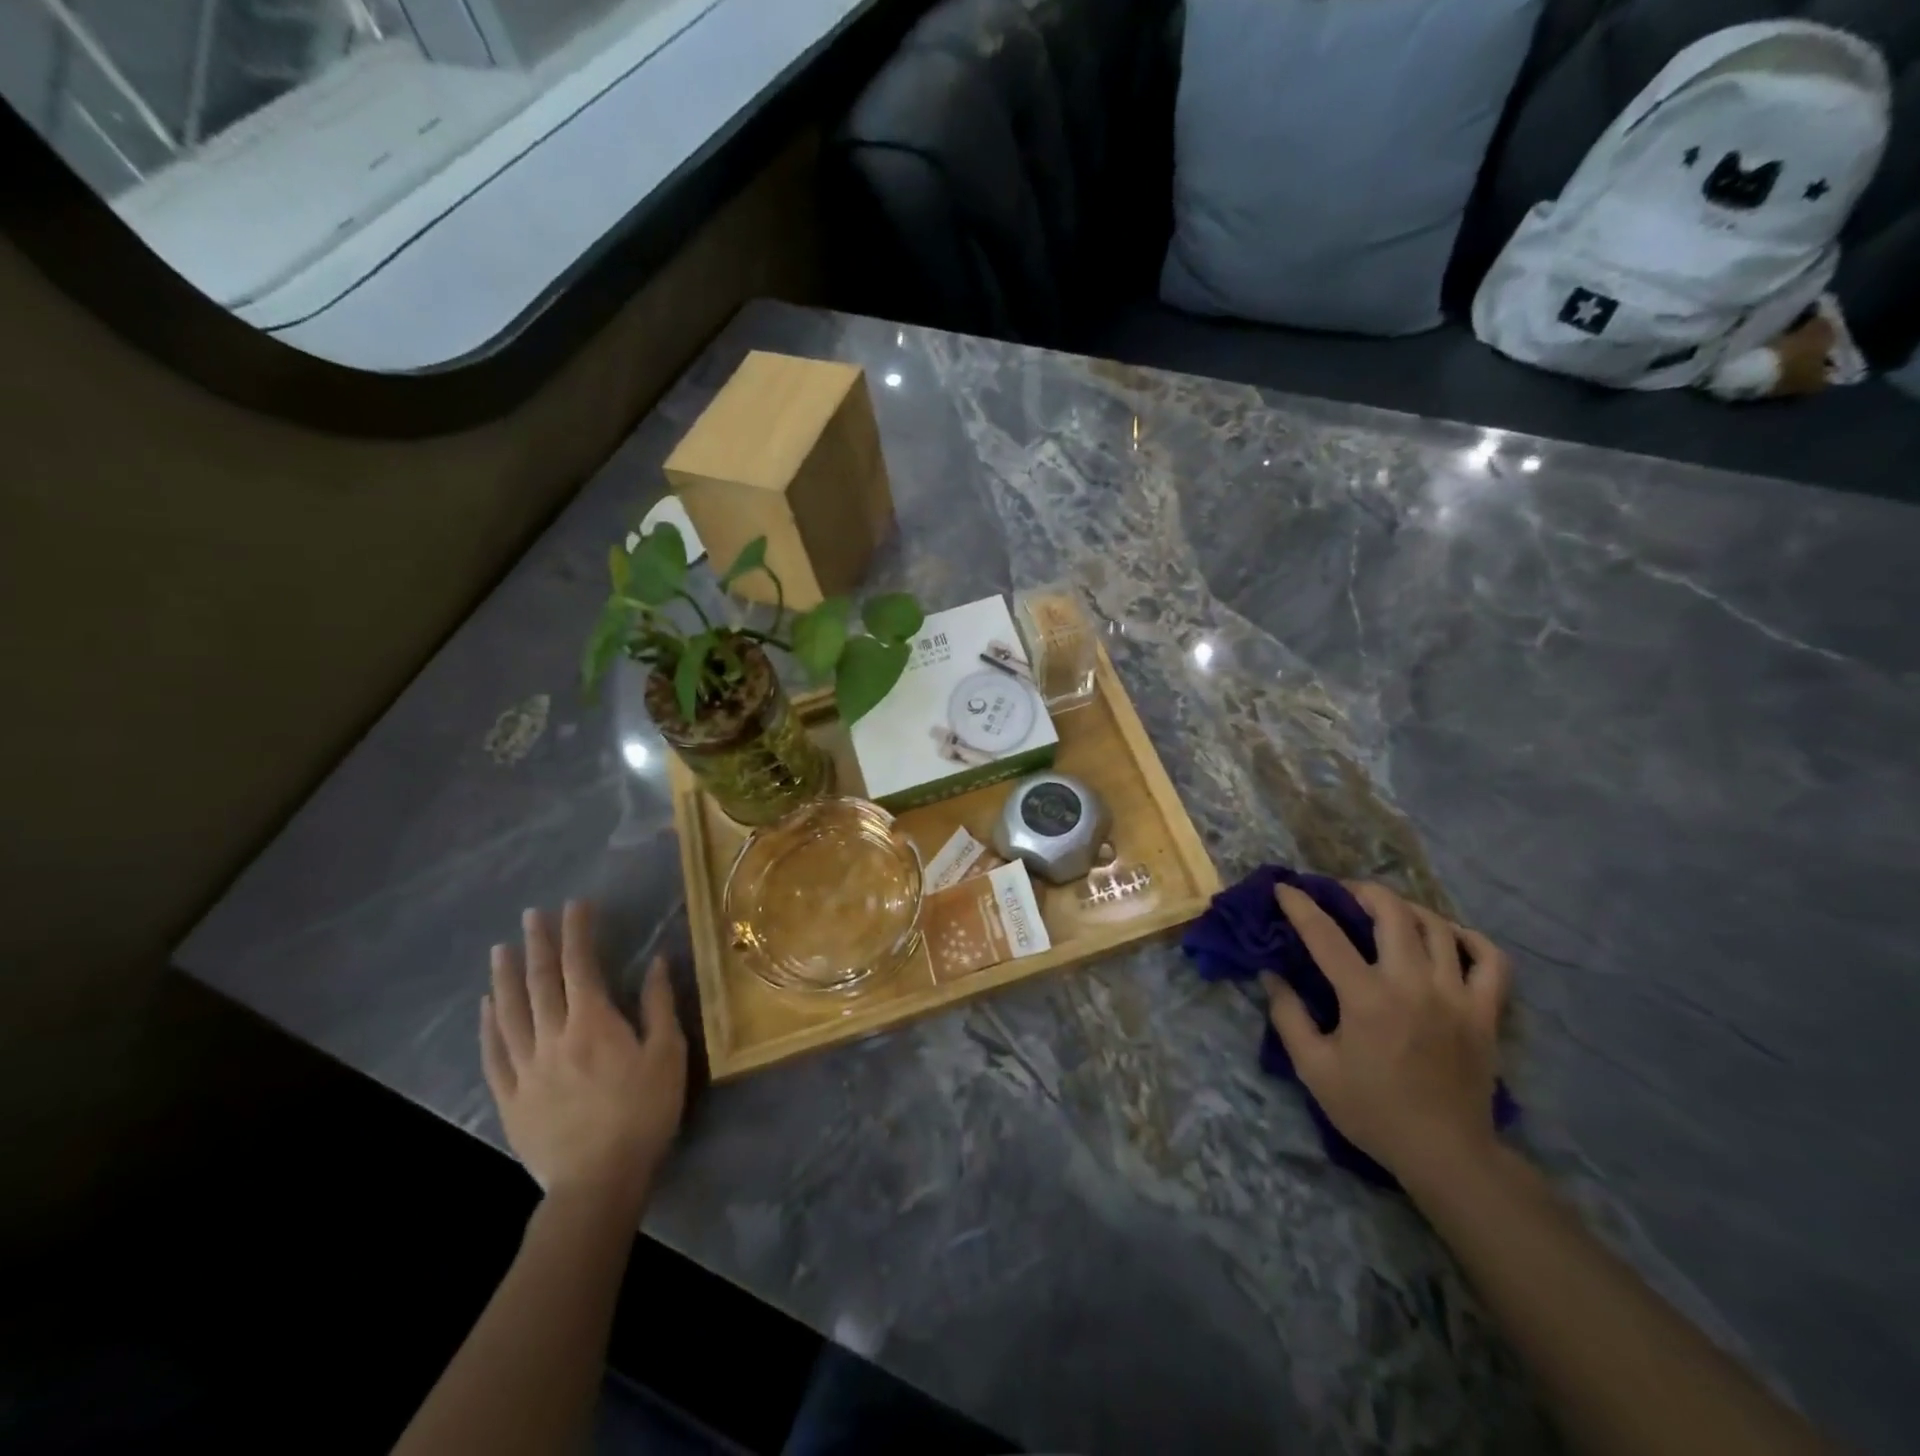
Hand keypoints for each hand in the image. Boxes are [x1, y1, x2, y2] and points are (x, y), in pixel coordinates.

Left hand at [481, 901, 686, 1213]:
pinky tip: (486, 1007)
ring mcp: (525, 1068)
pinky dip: (488, 1025)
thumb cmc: (643, 1113)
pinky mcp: (510, 1098)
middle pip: (540, 982)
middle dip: (538, 943)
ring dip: (505, 976)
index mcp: (593, 1023)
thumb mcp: (668, 1054)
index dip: (577, 932)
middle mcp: (553, 1036)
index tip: (576, 905)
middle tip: (533, 914)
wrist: (597, 1182)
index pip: (580, 965)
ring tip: (501, 948)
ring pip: (510, 1012)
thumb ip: (659, 1005)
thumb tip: (657, 961)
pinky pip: (494, 1054)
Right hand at [1262, 881, 1509, 1187]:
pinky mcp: (1486, 1013)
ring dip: (1407, 909)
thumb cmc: (1371, 1110)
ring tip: (1386, 910)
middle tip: (1341, 893)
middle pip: (1392, 912)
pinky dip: (1471, 939)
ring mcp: (1456, 996)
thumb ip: (1288, 1015)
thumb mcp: (1314, 1068)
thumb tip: (1272, 974)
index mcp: (1367, 998)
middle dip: (1361, 891)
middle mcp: (1413, 985)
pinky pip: (1491, 960)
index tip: (1283, 888)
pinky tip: (1448, 936)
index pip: (1325, 934)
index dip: (1300, 905)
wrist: (1445, 1154)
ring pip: (1437, 927)